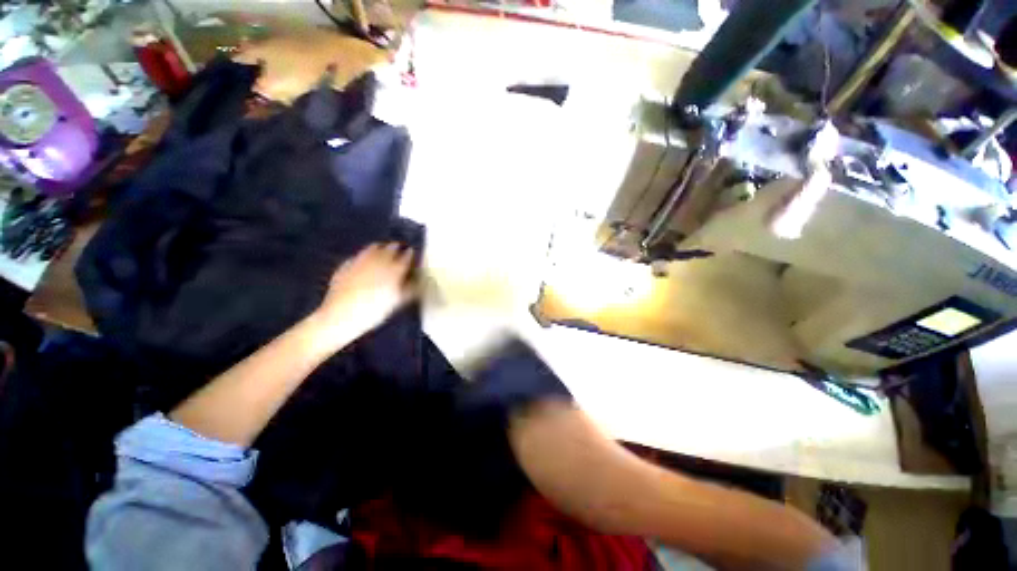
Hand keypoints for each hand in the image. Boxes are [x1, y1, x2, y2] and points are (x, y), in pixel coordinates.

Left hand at [312, 242, 416, 345]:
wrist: (342, 315)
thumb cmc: (374, 311)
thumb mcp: (396, 302)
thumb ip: (409, 289)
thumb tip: (418, 282)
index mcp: (394, 271)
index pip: (405, 258)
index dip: (409, 254)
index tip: (411, 251)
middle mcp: (378, 262)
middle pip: (389, 250)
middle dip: (394, 247)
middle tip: (398, 246)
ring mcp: (360, 262)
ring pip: (371, 249)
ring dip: (378, 247)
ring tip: (381, 247)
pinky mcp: (346, 266)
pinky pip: (356, 257)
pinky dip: (362, 255)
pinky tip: (361, 259)